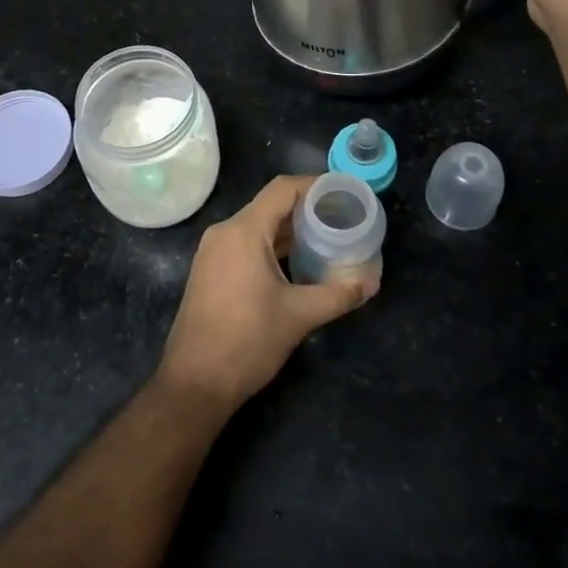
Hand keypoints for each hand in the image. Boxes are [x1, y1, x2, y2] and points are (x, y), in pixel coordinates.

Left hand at [158, 175, 378, 410]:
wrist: (194, 383)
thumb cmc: (247, 342)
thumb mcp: (299, 316)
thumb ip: (338, 294)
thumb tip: (372, 282)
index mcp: (244, 231)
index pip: (282, 189)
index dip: (315, 185)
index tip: (344, 192)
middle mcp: (225, 232)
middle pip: (270, 205)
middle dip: (307, 208)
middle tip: (342, 217)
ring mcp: (213, 251)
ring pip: (258, 225)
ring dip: (290, 229)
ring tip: (326, 238)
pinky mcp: (210, 270)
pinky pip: (246, 243)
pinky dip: (272, 245)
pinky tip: (297, 262)